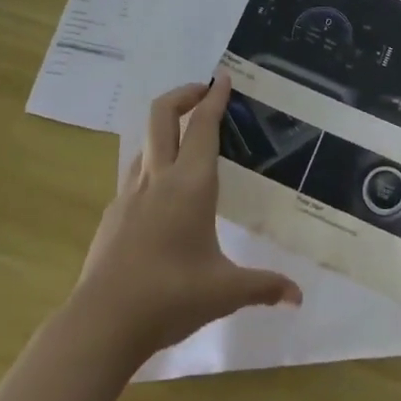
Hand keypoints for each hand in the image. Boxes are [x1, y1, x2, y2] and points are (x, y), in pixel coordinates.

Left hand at [72, 74, 301, 360]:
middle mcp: (158, 178)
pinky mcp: (113, 214)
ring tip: (188, 143)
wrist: (102, 322)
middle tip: (204, 93)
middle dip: (184, 94)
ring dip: (166, 129)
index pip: (204, 126)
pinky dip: (153, 166)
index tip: (223, 77)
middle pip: (162, 114)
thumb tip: (298, 297)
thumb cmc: (170, 297)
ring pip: (146, 142)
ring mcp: (130, 193)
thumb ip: (264, 287)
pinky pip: (135, 174)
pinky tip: (163, 196)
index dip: (215, 97)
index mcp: (191, 184)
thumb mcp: (225, 291)